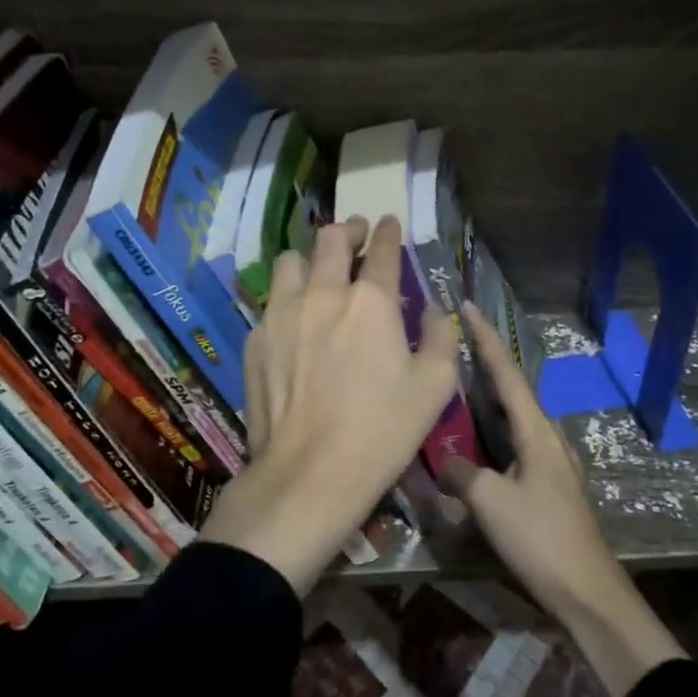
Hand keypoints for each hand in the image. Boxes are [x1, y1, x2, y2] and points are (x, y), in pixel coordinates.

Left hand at [199, 216, 458, 596]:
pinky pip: (272, 301)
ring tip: (318, 274)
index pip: (381, 250)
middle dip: (348, 230)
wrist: (309, 473)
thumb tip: (435, 312)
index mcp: (371, 301)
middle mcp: (323, 293)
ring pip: (290, 260)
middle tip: (356, 235)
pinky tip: (296, 323)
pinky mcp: (256, 338)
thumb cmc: (382, 431)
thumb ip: (441, 337)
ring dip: (310, 259)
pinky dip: (288, 299)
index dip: (387, 231)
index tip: (388, 223)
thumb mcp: (434, 387)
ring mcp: (282, 313)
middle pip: (330, 239)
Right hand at [449, 303, 687, 696]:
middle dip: (486, 363)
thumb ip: (461, 473)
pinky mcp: (549, 484)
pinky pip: (516, 442)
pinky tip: (478, 439)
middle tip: (454, 343)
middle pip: (513, 389)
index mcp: (536, 431)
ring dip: (489, 397)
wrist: (586, 590)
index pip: (506, 373)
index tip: (467, 306)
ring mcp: (552, 461)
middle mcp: (548, 436)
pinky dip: (494, 429)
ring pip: (515, 417)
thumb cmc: (540, 538)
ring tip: (460, 383)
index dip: (485, 339)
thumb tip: (443, 459)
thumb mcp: (490, 502)